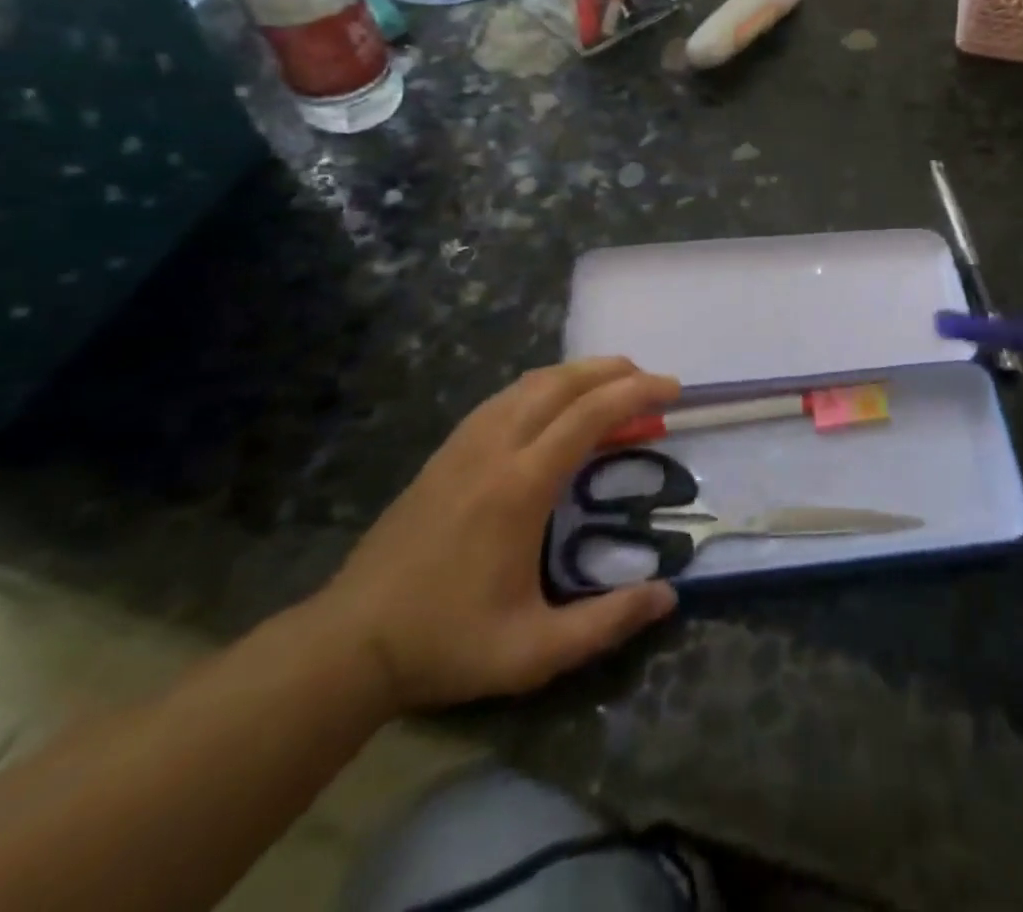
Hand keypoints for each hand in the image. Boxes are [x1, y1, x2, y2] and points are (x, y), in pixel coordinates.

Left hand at [313, 358, 681, 710]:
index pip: (588, 415)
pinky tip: (555, 407)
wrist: (349, 643)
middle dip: (612, 371)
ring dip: (578, 374)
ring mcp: (465, 444)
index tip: (673, 389)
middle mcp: (494, 448)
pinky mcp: (446, 451)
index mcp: (520, 486)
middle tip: (651, 380)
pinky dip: (544, 387)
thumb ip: (606, 623)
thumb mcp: (534, 652)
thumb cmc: (447, 644)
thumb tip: (668, 596)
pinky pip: (505, 398)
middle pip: (561, 383)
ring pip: (530, 384)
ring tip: (613, 386)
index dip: (636, 392)